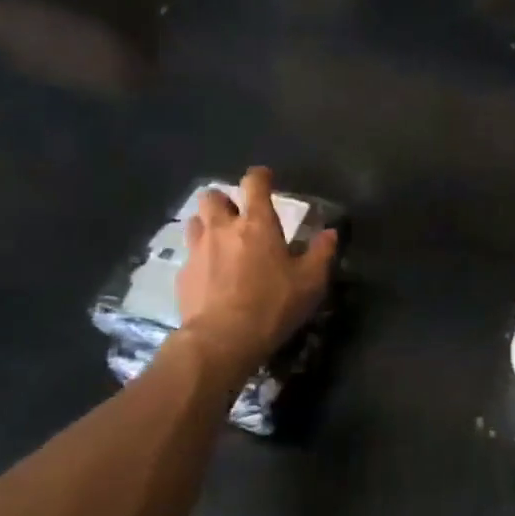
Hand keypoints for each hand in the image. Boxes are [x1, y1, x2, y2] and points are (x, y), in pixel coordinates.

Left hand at [176, 167, 336, 382]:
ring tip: (220, 241)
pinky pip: (189, 254)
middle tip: (237, 215)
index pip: (254, 183)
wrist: (221, 339)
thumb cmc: (272, 305)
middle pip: (212, 196)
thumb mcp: (310, 282)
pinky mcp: (183, 274)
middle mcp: (223, 228)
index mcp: (256, 223)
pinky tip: (210, 274)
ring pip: (194, 221)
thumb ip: (321, 253)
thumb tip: (331, 233)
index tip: (266, 178)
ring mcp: (198, 250)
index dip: (260, 176)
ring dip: (207, 224)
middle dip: (224, 200)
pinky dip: (199, 257)